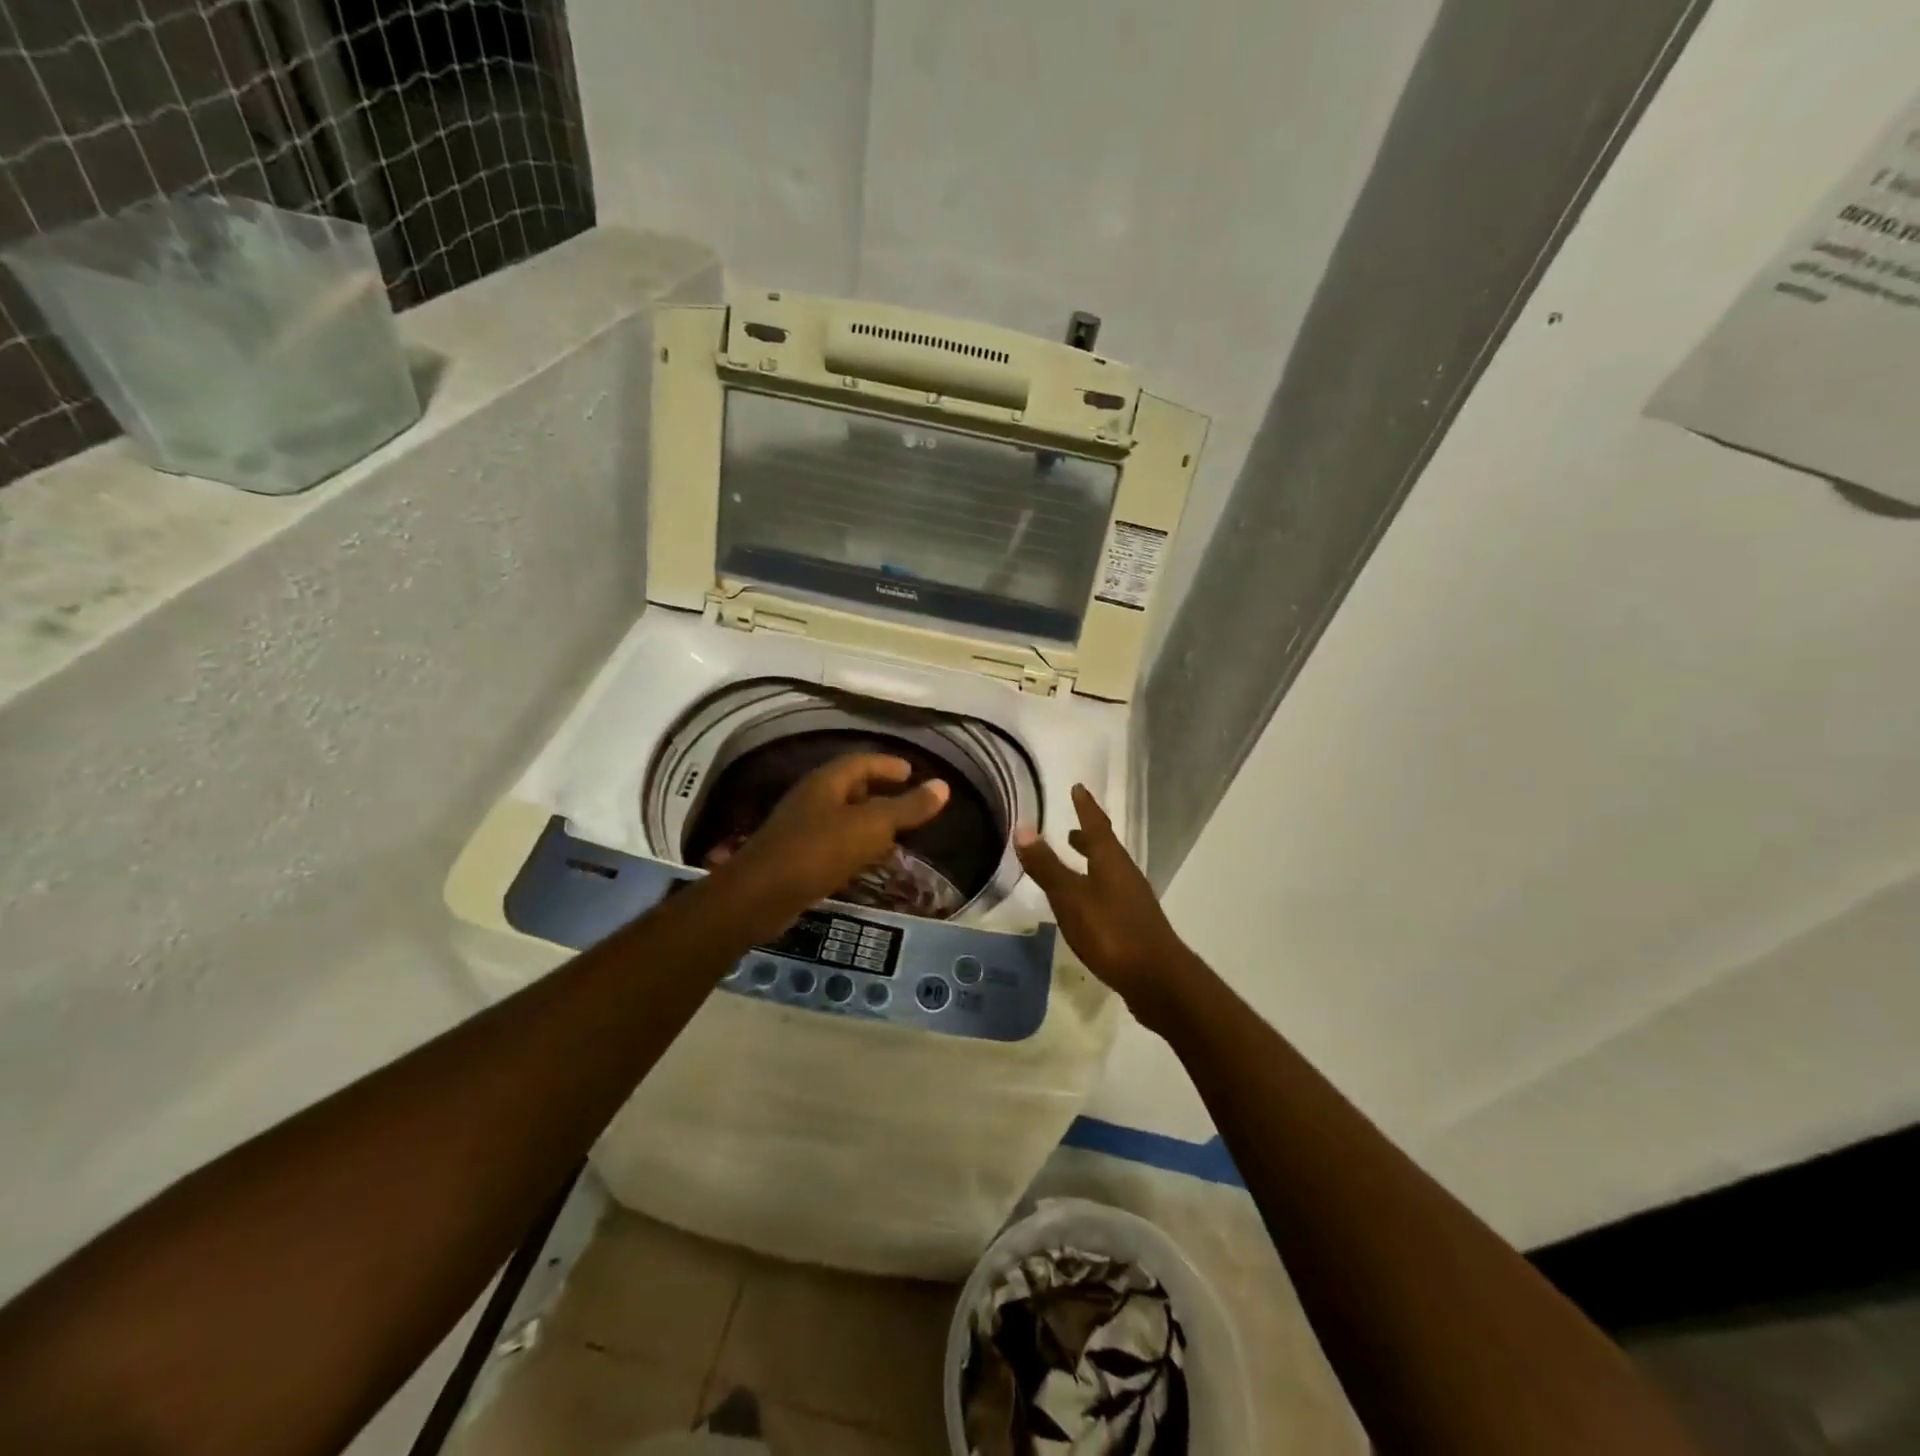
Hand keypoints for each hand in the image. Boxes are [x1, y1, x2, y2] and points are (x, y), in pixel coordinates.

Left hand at [719, 753, 949, 921]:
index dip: (887, 765)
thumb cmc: (819, 851)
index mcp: (827, 782)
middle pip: (849, 786)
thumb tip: (943, 786)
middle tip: (905, 801)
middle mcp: (811, 798)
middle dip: (877, 791)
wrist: (761, 895)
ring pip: (841, 816)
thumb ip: (907, 808)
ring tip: (893, 834)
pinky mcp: (795, 856)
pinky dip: (854, 845)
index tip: (911, 772)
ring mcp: (800, 827)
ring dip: (866, 821)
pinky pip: (832, 842)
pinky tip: (865, 861)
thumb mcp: (872, 827)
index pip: (862, 762)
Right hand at [1015, 784, 1201, 1032]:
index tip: (1078, 788)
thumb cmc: (1111, 932)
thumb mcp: (1070, 898)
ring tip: (1075, 863)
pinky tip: (1086, 905)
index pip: (1096, 825)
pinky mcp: (1134, 925)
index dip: (1085, 807)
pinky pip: (1111, 894)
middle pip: (1105, 848)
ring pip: (1109, 872)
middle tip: (1071, 830)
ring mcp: (1133, 901)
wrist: (1158, 979)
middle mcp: (1125, 875)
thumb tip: (1023, 828)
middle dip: (1087, 837)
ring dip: (1092, 863)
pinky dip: (1095, 887)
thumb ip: (1047, 867)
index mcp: (1111, 862)